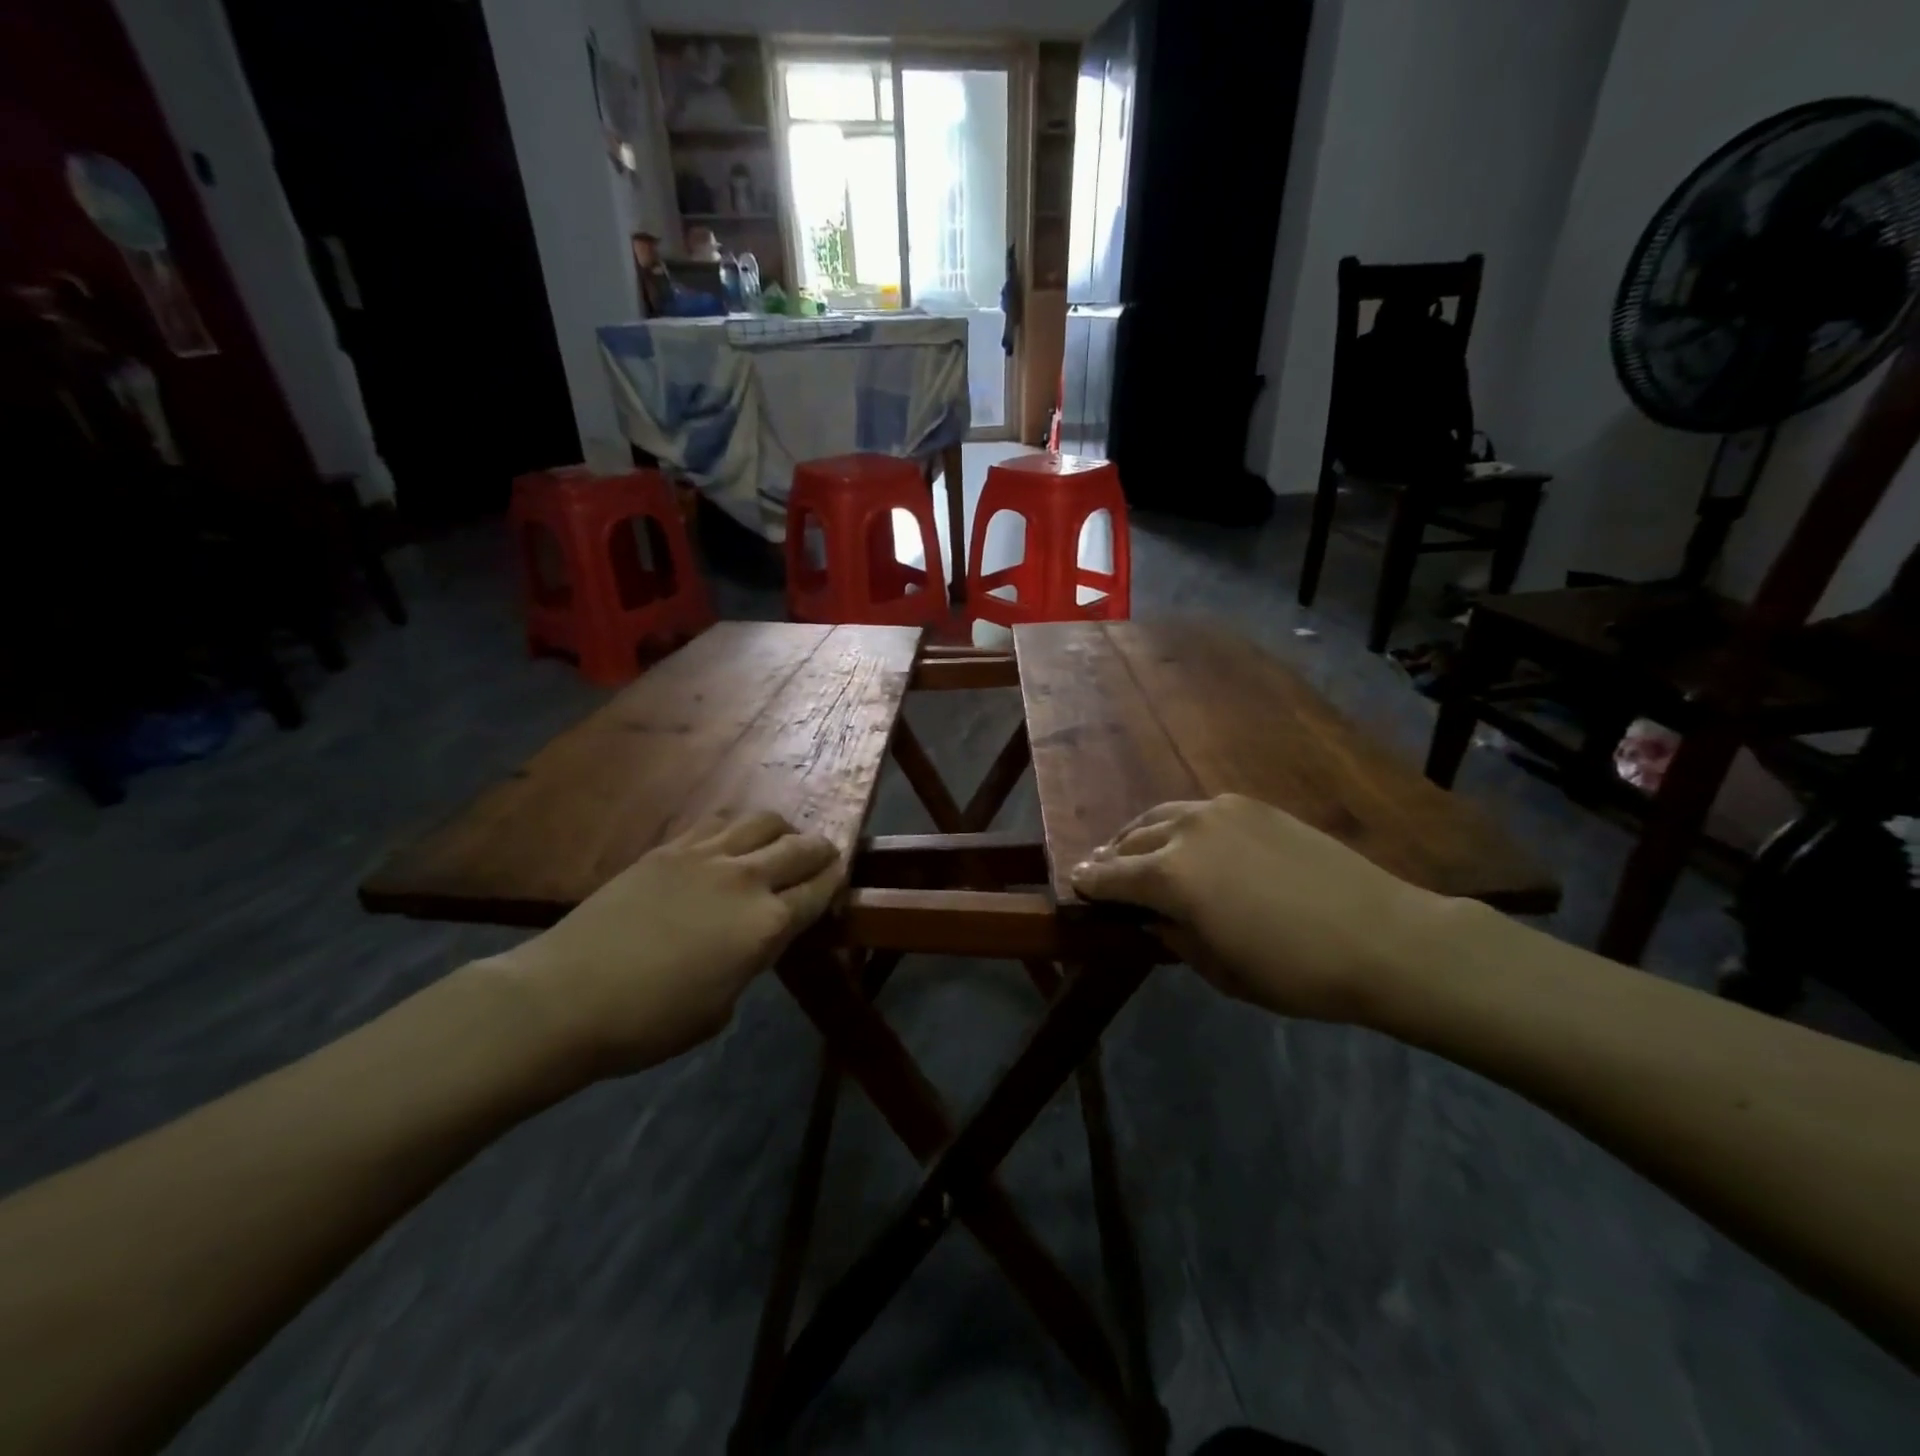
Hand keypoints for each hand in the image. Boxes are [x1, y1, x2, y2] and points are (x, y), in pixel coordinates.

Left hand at [481, 812, 841, 1076]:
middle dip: (821, 851)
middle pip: (801, 847)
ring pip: (763, 821)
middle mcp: (746, 879)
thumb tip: (751, 941)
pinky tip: (729, 844)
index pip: (820, 890)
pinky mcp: (670, 848)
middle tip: (822, 859)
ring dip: (782, 830)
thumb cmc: (650, 1023)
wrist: (566, 997)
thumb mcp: (720, 1007)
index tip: (840, 883)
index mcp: (766, 925)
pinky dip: (737, 829)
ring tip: (778, 843)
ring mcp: (706, 856)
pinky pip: (718, 823)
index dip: (836, 885)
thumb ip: (749, 962)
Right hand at [1069, 794, 1464, 1023]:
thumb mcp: (1222, 971)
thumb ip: (1175, 938)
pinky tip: (1186, 839)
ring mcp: (1222, 811)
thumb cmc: (1296, 971)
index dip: (1088, 881)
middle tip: (1098, 868)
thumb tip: (1153, 918)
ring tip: (1133, 847)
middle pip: (1132, 839)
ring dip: (1141, 833)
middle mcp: (1187, 831)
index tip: (1073, 882)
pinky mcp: (1255, 806)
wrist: (1384, 937)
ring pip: (1163, 815)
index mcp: (1171, 876)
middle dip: (1111, 856)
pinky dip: (1178, 824)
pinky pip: (1199, 810)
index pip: (1112, 876)